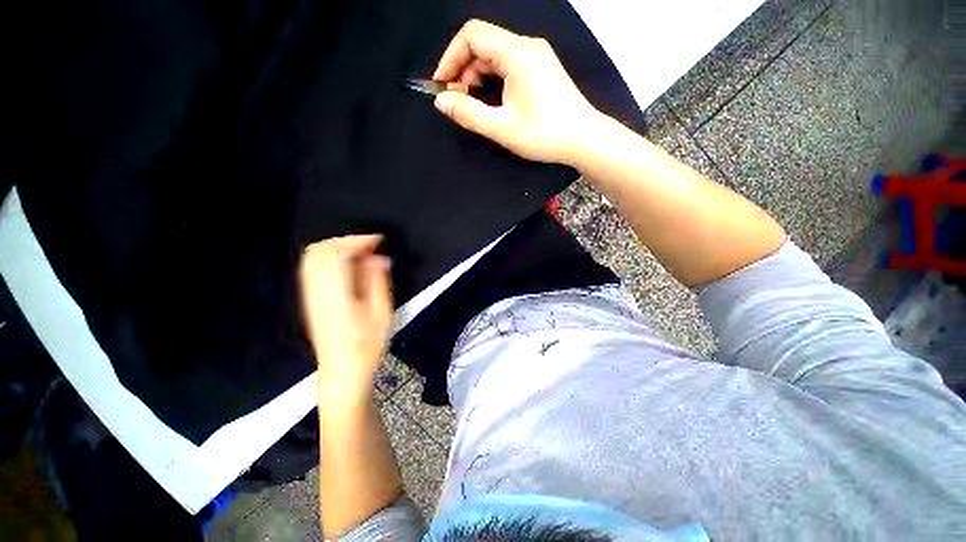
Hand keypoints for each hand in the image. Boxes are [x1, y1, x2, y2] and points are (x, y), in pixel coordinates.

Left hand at [301, 235, 391, 402]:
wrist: (342, 371)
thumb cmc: (366, 346)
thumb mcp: (381, 314)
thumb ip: (378, 282)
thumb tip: (379, 259)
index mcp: (336, 295)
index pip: (337, 254)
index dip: (357, 241)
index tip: (377, 241)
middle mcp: (317, 292)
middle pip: (319, 251)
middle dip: (345, 241)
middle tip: (368, 246)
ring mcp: (310, 296)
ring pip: (313, 258)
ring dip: (337, 248)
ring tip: (360, 253)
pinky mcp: (310, 300)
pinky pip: (313, 269)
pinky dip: (330, 259)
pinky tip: (348, 266)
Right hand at [432, 19, 602, 165]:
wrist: (584, 140)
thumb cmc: (544, 135)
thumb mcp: (502, 128)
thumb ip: (468, 113)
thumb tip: (441, 101)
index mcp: (517, 54)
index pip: (472, 35)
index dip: (451, 57)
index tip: (442, 85)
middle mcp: (527, 46)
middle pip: (483, 44)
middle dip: (463, 69)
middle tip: (456, 100)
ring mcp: (537, 56)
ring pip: (496, 56)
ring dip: (477, 77)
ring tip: (473, 105)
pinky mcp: (541, 69)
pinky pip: (509, 65)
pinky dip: (493, 80)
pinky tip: (492, 101)